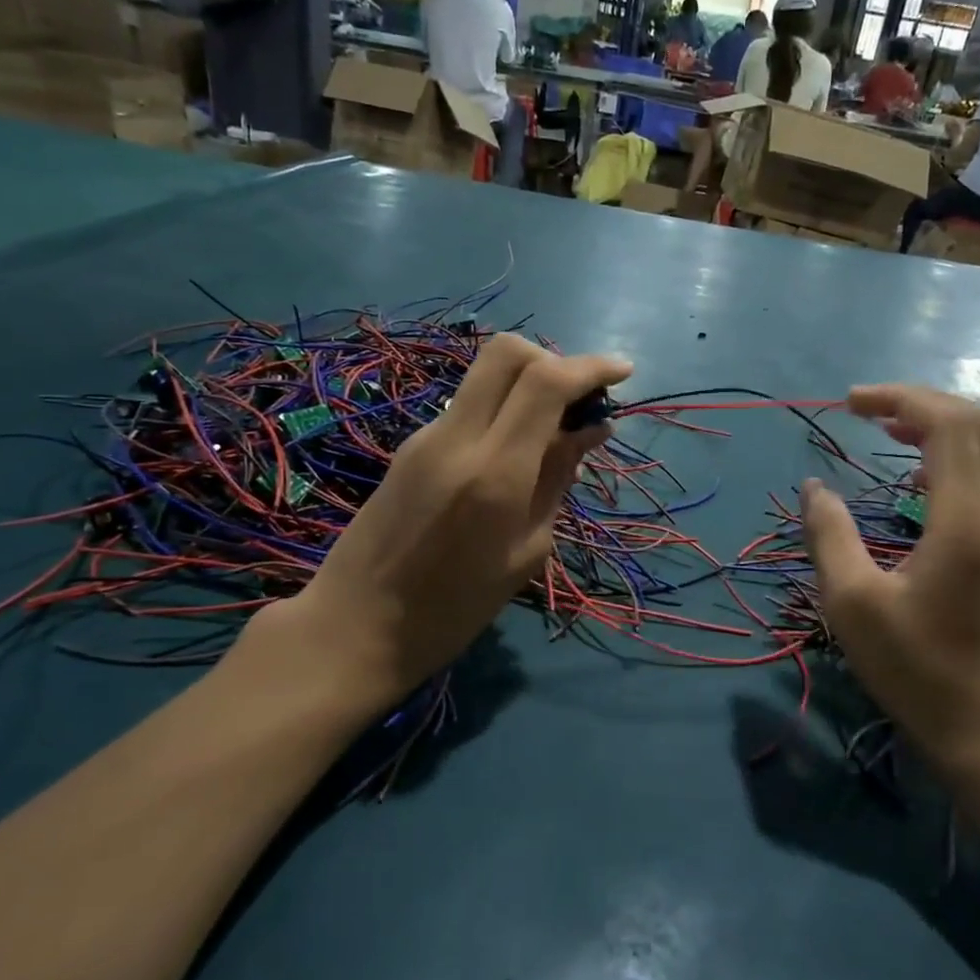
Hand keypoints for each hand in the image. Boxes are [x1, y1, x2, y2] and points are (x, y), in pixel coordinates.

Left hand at [244, 335, 631, 718]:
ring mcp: (426, 436)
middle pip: (508, 352)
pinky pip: (469, 406)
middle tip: (580, 399)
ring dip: (528, 385)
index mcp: (494, 472)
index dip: (591, 367)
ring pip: (486, 375)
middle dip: (555, 360)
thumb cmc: (454, 610)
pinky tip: (516, 454)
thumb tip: (590, 430)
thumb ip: (556, 480)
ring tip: (556, 432)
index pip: (546, 382)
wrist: (355, 627)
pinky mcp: (410, 446)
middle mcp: (457, 438)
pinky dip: (503, 410)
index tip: (623, 372)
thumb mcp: (526, 552)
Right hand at [801, 386, 979, 784]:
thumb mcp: (852, 603)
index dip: (899, 398)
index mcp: (962, 520)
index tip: (848, 403)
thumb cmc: (914, 667)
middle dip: (922, 400)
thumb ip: (828, 534)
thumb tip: (814, 486)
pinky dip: (953, 452)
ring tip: (887, 427)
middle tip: (867, 408)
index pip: (948, 424)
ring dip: (941, 422)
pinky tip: (914, 475)